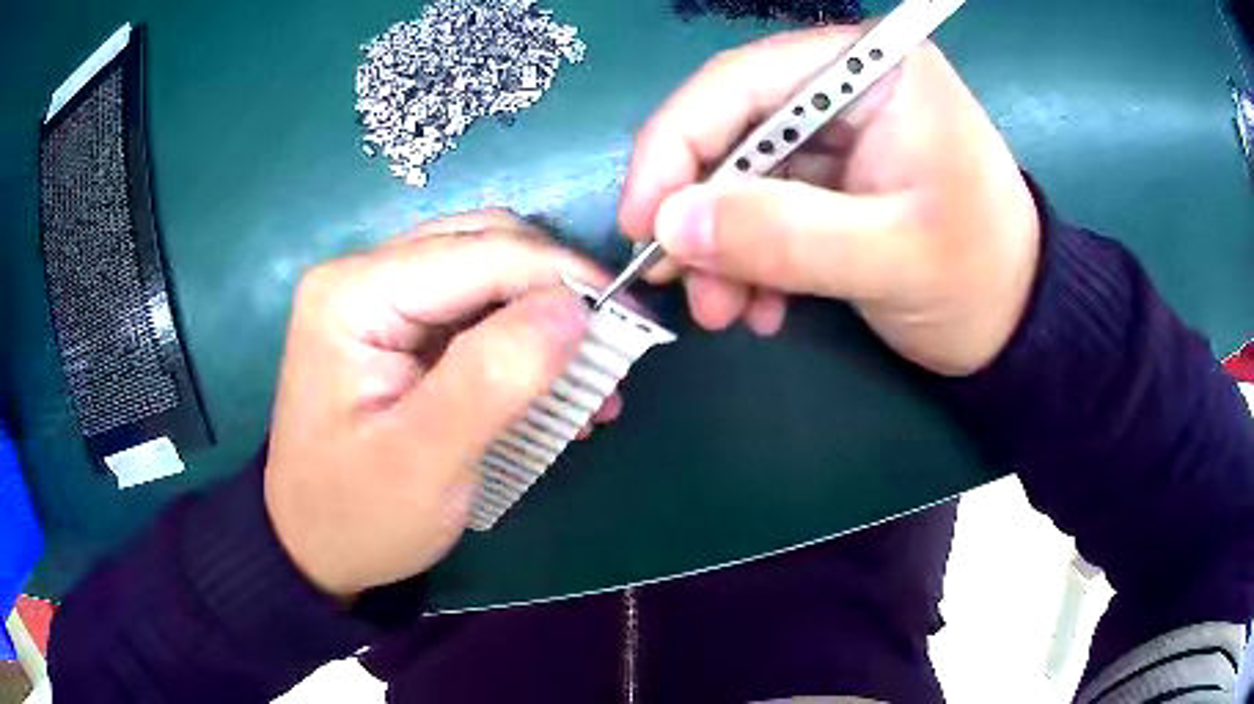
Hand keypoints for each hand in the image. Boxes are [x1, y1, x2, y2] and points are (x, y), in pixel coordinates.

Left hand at [264, 211, 612, 598]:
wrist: (312, 546)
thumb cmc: (358, 516)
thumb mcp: (425, 462)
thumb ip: (495, 378)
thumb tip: (574, 308)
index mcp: (354, 294)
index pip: (479, 253)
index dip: (561, 276)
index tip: (629, 317)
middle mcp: (362, 275)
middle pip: (483, 246)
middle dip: (555, 290)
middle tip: (609, 347)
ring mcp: (376, 296)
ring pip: (485, 270)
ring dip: (543, 312)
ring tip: (588, 374)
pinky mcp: (393, 325)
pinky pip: (472, 306)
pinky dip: (520, 335)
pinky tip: (549, 381)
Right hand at [619, 26, 1040, 375]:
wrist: (1018, 325)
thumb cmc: (981, 279)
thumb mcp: (892, 258)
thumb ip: (785, 235)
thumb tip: (672, 225)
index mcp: (871, 71)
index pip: (741, 82)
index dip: (675, 146)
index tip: (641, 223)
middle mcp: (844, 88)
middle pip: (732, 129)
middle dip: (700, 211)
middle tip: (677, 284)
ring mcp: (835, 137)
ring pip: (741, 177)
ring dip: (721, 247)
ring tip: (724, 311)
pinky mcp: (832, 182)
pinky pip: (765, 210)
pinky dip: (750, 259)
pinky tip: (760, 306)